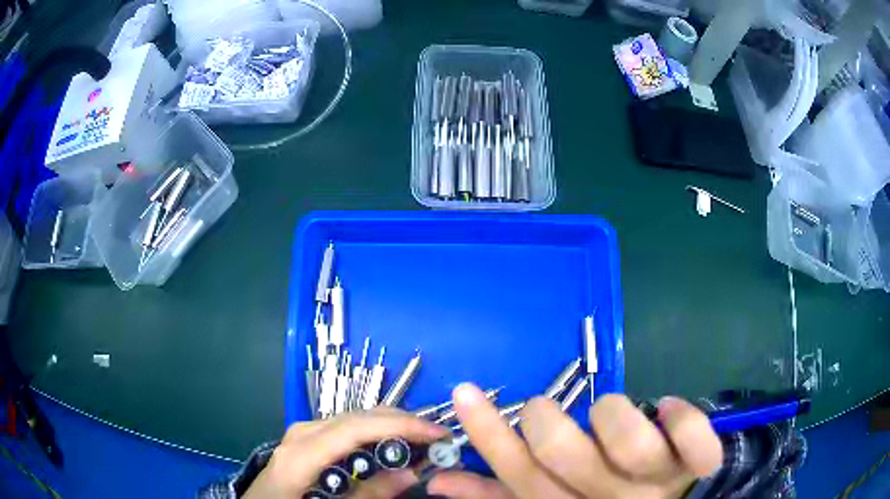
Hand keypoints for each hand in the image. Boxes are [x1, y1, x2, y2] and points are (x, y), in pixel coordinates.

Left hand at [243, 407, 447, 498]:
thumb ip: (371, 494)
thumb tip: (413, 472)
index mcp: (302, 452)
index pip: (356, 427)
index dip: (401, 425)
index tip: (438, 434)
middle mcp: (302, 432)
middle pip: (359, 416)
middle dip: (403, 422)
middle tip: (439, 439)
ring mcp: (303, 432)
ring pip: (355, 418)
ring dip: (392, 426)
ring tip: (422, 442)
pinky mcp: (307, 437)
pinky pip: (347, 428)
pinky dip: (375, 433)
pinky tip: (392, 444)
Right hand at [428, 384, 722, 498]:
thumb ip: (496, 494)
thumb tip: (440, 479)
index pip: (518, 475)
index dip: (489, 435)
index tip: (464, 391)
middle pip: (565, 455)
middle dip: (546, 420)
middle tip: (546, 409)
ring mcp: (656, 483)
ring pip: (630, 442)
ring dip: (612, 414)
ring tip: (610, 414)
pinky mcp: (694, 465)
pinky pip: (694, 438)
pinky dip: (681, 417)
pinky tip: (668, 407)